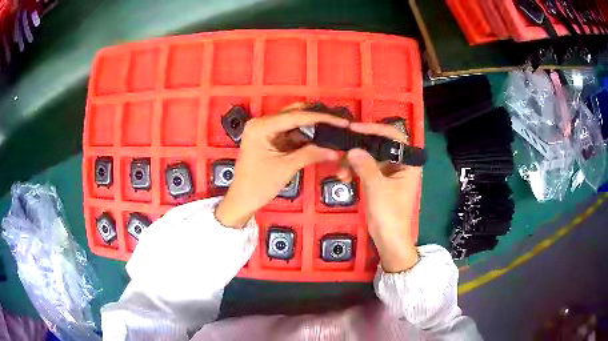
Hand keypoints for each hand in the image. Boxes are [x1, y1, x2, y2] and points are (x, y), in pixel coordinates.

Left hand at [216, 106, 348, 227]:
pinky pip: (290, 132)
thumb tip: (335, 151)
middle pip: (294, 114)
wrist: (242, 200)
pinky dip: (304, 135)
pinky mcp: (269, 139)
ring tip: (333, 129)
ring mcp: (265, 130)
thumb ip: (310, 154)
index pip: (295, 116)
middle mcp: (262, 123)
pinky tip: (320, 137)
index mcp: (261, 126)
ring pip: (293, 122)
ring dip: (312, 127)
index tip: (340, 121)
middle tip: (338, 123)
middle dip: (317, 119)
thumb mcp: (286, 168)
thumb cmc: (258, 185)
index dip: (321, 118)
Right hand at [343, 123, 421, 272]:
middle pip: (379, 145)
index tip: (354, 129)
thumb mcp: (377, 187)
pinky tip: (344, 177)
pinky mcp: (379, 181)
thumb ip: (365, 166)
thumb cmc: (390, 214)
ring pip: (369, 157)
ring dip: (353, 162)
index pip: (393, 136)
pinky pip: (365, 168)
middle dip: (359, 149)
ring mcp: (389, 173)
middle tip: (342, 149)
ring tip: (340, 173)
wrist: (388, 239)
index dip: (375, 129)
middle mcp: (400, 164)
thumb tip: (352, 149)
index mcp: (408, 163)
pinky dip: (354, 170)